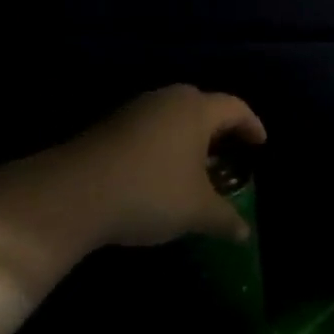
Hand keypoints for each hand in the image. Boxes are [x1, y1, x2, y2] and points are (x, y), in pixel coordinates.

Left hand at [0, 86, 264, 290]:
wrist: (74, 192)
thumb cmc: (151, 192)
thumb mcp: (196, 211)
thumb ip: (225, 218)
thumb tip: (244, 233)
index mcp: (196, 110)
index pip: (235, 107)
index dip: (252, 125)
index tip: (260, 145)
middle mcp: (168, 99)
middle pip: (203, 106)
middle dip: (219, 129)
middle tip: (228, 154)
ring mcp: (135, 110)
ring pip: (173, 116)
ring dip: (188, 138)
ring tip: (195, 169)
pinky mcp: (109, 125)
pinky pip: (149, 128)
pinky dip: (163, 145)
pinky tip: (159, 174)